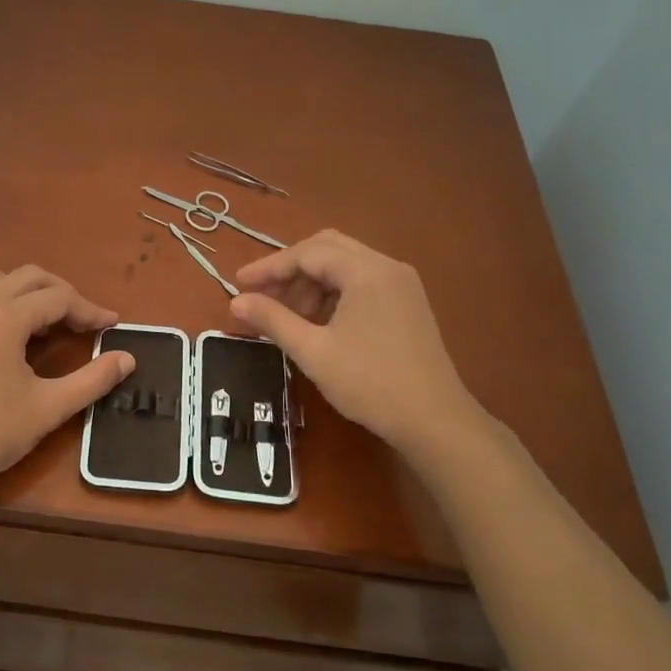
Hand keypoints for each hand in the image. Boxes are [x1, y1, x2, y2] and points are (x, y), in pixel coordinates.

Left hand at [0, 265, 134, 508]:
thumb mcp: (49, 407)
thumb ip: (92, 379)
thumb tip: (128, 359)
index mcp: (6, 316)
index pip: (58, 298)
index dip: (90, 310)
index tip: (112, 326)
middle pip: (30, 277)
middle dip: (62, 293)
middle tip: (84, 321)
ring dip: (28, 291)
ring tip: (46, 322)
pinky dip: (1, 302)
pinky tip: (9, 337)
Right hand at [231, 230, 488, 457]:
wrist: (435, 420)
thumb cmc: (370, 383)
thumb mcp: (313, 351)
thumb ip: (272, 320)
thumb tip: (235, 302)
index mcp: (366, 271)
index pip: (307, 253)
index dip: (269, 267)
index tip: (239, 284)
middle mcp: (387, 266)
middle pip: (328, 249)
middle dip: (291, 270)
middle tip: (262, 295)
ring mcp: (402, 284)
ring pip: (345, 265)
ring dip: (312, 283)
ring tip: (289, 317)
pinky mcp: (408, 303)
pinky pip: (362, 282)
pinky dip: (334, 293)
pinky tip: (319, 323)